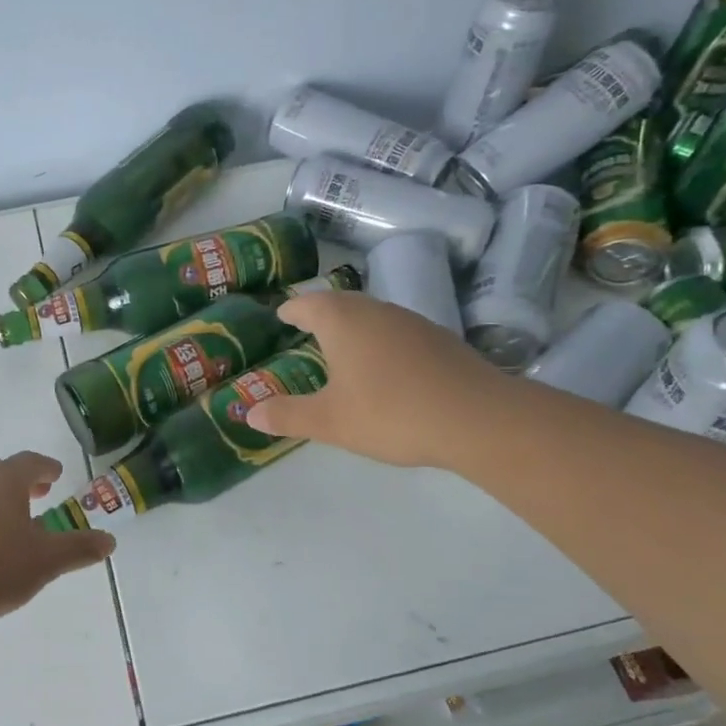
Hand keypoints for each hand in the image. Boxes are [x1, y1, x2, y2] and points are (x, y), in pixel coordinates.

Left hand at [0, 452, 116, 627]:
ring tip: (15, 523)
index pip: (31, 462)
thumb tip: (110, 540)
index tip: (56, 475)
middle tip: (40, 494)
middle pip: (3, 473)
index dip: (47, 467)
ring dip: (1, 500)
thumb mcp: (45, 561)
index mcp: (5, 481)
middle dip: (24, 481)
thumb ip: (78, 548)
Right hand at [244, 290, 512, 468]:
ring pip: (372, 315)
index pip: (307, 304)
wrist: (477, 418)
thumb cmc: (391, 413)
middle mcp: (376, 310)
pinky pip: (396, 331)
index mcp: (343, 321)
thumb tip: (248, 413)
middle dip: (321, 314)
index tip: (281, 314)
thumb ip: (287, 415)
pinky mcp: (439, 338)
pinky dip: (380, 341)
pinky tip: (384, 367)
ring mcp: (412, 321)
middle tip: (305, 328)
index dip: (292, 309)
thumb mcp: (330, 421)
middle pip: (340, 303)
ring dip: (353, 326)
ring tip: (341, 348)